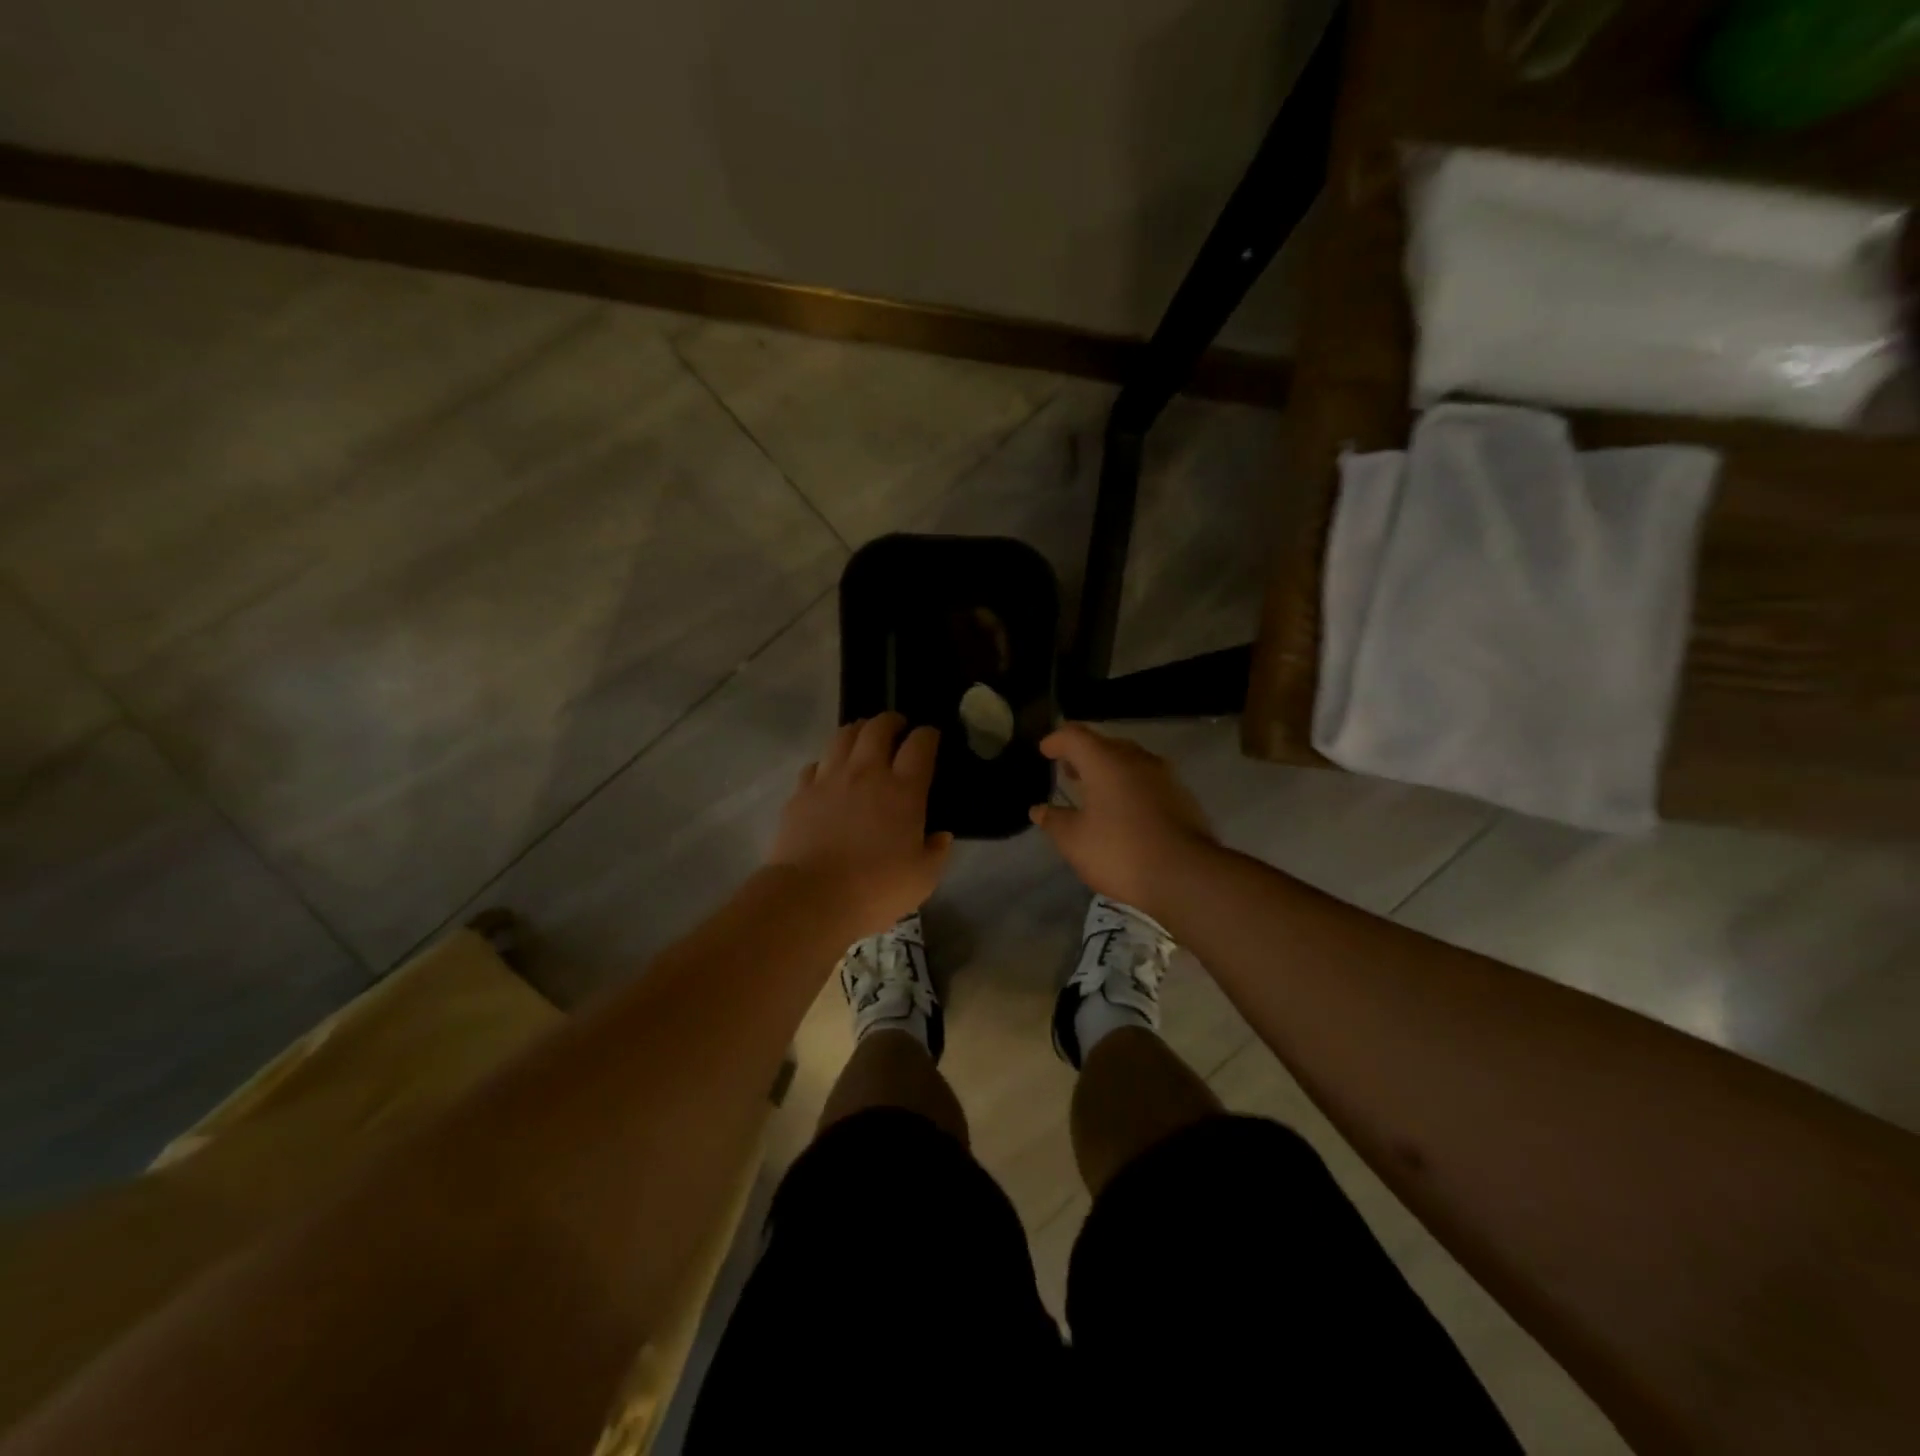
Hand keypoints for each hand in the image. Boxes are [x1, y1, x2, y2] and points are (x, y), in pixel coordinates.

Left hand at [770, 714, 953, 935]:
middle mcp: (867, 773)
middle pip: (878, 728)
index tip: (931, 738)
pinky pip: (815, 764)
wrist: (812, 898)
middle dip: (891, 721)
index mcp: (903, 790)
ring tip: (864, 737)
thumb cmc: (875, 889)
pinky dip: (827, 762)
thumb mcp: (922, 879)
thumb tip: (940, 836)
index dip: (928, 735)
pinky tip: (829, 773)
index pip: (920, 745)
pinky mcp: (801, 792)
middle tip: (898, 728)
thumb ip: (936, 852)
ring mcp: (829, 779)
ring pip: (844, 736)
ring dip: (858, 730)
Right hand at [1029, 723, 1219, 915]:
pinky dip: (1130, 787)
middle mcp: (1137, 759)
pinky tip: (1124, 811)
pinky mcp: (1183, 797)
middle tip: (1068, 771)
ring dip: (1109, 771)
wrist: (1187, 876)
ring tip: (1094, 792)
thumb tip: (1039, 810)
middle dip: (1084, 755)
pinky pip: (1148, 781)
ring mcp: (1164, 777)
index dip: (1056, 740)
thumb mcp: (1075, 841)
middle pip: (1105, 745)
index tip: (1044, 751)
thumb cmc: (1121, 852)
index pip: (1075, 735)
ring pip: (1130, 762)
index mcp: (1106, 762)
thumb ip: (1054, 821)